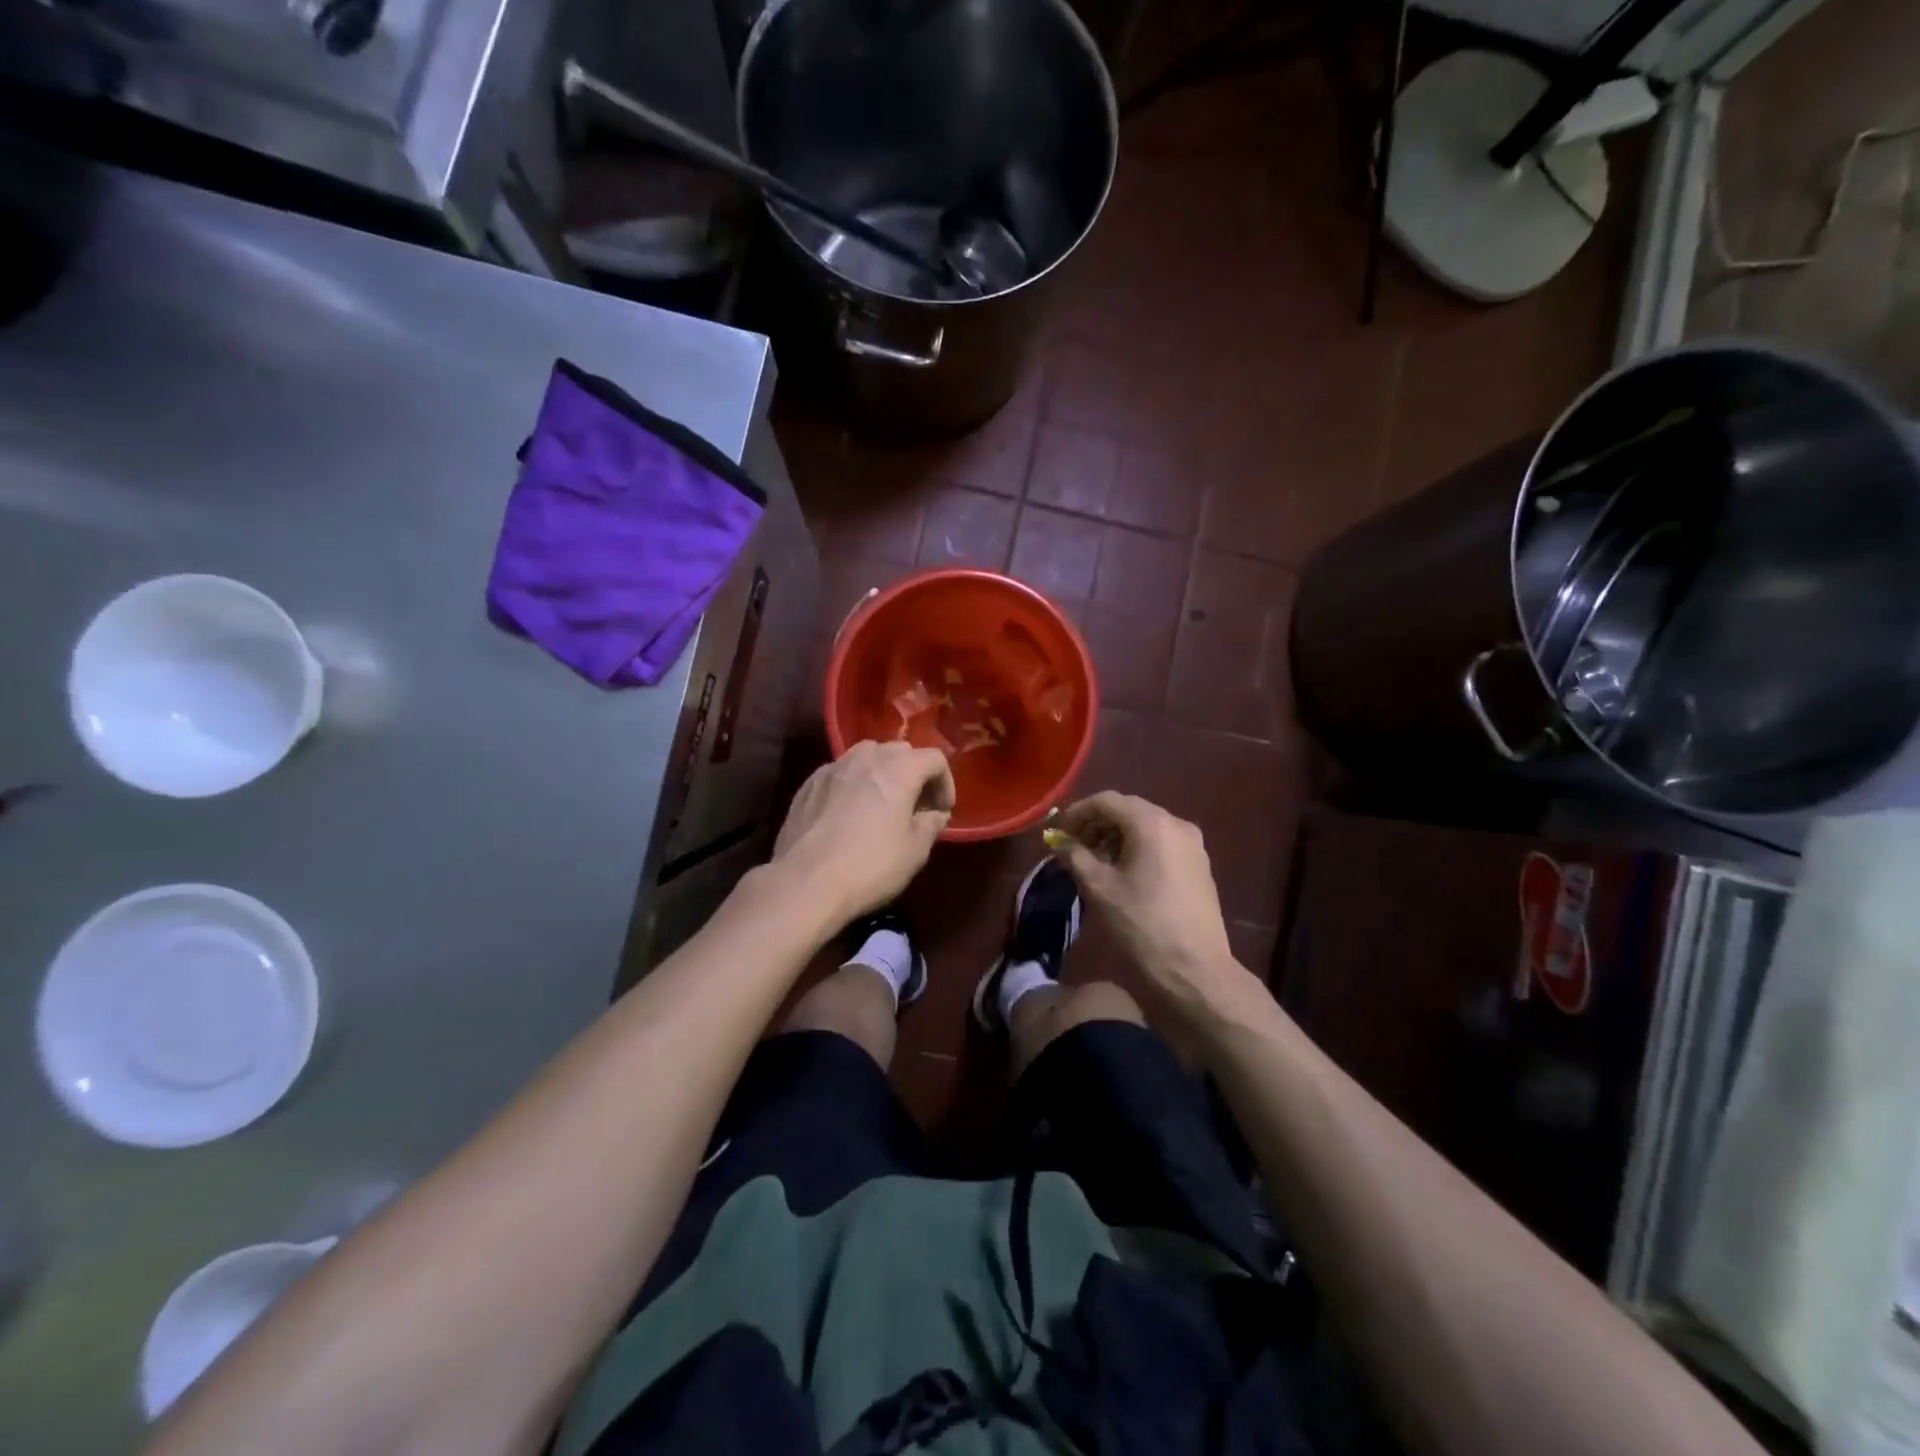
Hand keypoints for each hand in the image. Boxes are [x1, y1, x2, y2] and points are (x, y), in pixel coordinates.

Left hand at [770, 741, 954, 922]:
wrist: (805, 882)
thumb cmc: (869, 866)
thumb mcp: (915, 852)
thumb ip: (931, 824)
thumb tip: (935, 814)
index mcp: (898, 769)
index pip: (934, 758)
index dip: (946, 783)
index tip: (942, 811)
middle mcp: (866, 758)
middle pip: (900, 750)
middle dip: (914, 773)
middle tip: (916, 806)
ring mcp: (833, 767)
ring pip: (867, 755)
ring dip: (883, 773)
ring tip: (883, 803)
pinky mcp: (809, 784)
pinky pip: (841, 772)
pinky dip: (854, 783)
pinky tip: (850, 812)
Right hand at [1054, 792, 1253, 1019]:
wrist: (1195, 970)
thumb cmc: (1142, 924)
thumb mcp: (1099, 888)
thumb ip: (1075, 856)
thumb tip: (1060, 841)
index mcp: (1151, 823)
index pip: (1106, 801)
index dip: (1077, 812)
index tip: (1057, 831)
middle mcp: (1176, 823)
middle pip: (1128, 811)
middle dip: (1096, 824)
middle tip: (1072, 846)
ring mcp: (1193, 844)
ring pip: (1145, 827)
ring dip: (1115, 837)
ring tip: (1093, 862)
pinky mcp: (1199, 865)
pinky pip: (1161, 843)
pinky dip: (1137, 848)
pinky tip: (1122, 872)